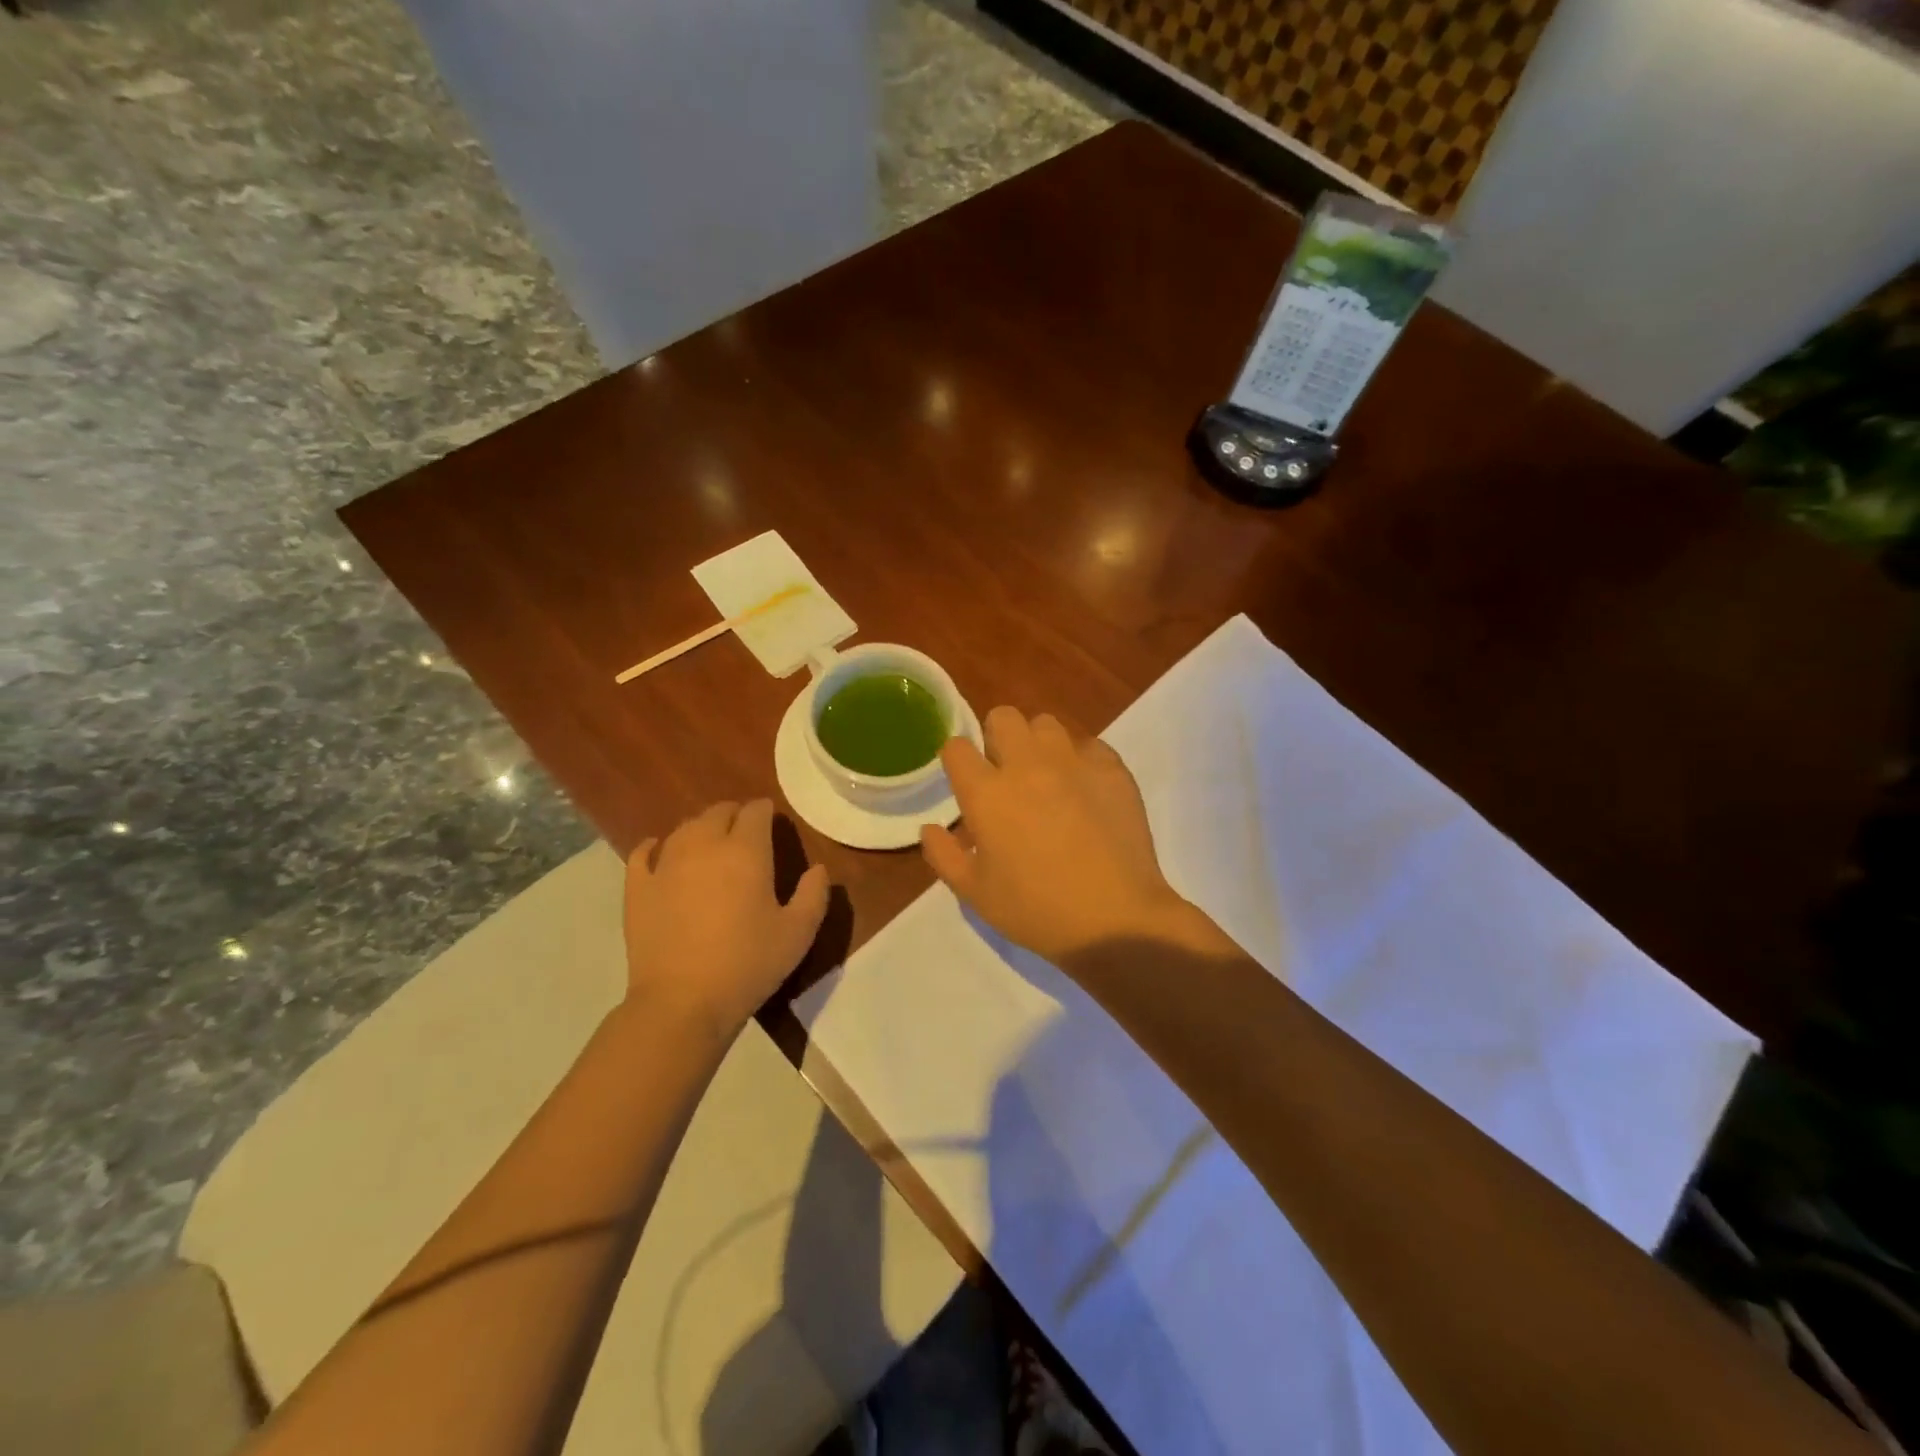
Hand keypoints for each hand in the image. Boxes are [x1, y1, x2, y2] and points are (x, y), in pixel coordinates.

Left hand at [624, 799, 829, 1040]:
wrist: (682, 1002)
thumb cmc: (748, 964)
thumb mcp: (798, 933)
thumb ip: (814, 894)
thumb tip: (819, 869)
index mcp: (746, 851)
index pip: (756, 812)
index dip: (766, 812)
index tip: (773, 823)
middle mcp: (704, 845)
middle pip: (718, 812)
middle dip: (735, 815)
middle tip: (745, 834)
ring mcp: (666, 864)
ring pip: (684, 828)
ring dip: (701, 829)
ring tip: (710, 844)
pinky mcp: (638, 888)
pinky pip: (643, 853)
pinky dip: (654, 847)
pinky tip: (660, 852)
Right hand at [921, 707, 1205, 963]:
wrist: (1115, 919)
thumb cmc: (1035, 910)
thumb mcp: (975, 894)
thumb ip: (944, 855)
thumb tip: (930, 828)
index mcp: (987, 793)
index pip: (957, 747)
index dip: (957, 760)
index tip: (965, 780)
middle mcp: (1027, 764)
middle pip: (1003, 716)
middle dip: (997, 737)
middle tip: (1006, 773)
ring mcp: (1073, 762)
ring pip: (1047, 724)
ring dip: (1039, 744)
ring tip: (1048, 777)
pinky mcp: (1112, 769)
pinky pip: (1089, 745)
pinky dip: (1081, 761)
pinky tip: (1086, 791)